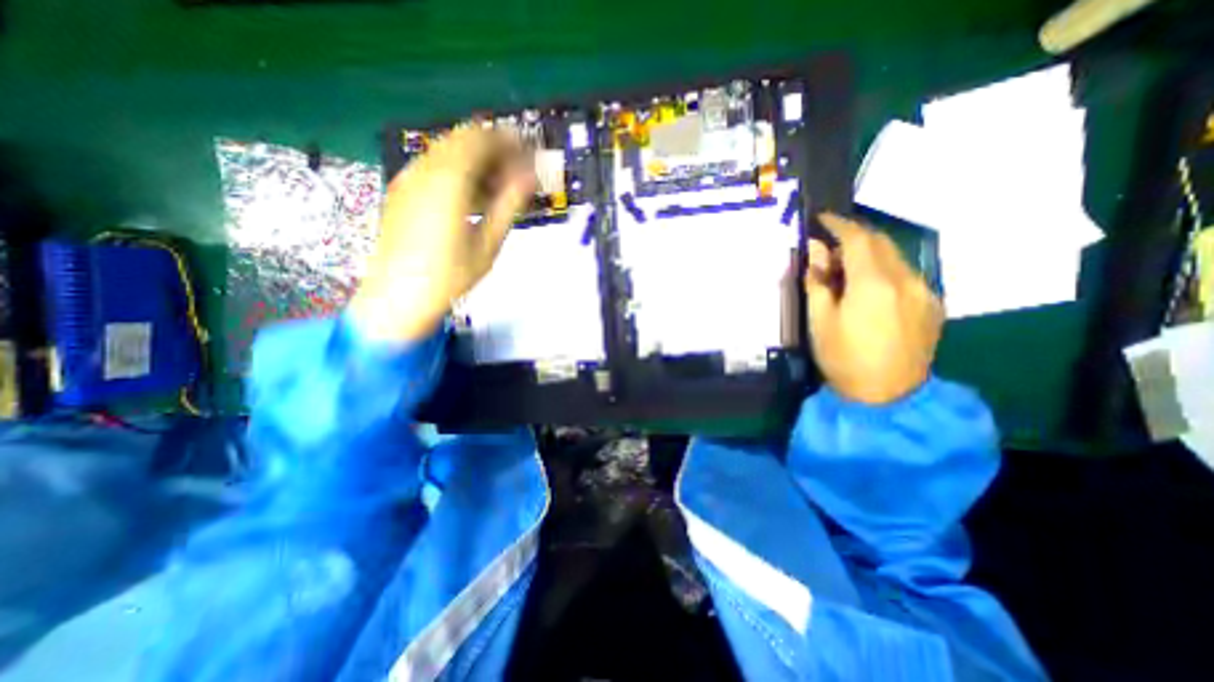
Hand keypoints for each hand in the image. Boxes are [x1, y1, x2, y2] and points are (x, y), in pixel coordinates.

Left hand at [354, 127, 538, 344]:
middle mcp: (425, 169)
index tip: (529, 154)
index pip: (482, 140)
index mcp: (449, 180)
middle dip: (494, 149)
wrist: (397, 296)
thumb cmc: (449, 275)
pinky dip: (458, 170)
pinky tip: (471, 196)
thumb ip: (509, 205)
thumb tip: (529, 177)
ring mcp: (409, 178)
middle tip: (517, 172)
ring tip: (498, 187)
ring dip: (476, 160)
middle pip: (463, 139)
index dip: (509, 142)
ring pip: (448, 151)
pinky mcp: (402, 190)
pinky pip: (434, 166)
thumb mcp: (488, 243)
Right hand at [805, 212, 946, 404]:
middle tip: (829, 246)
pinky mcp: (932, 305)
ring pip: (895, 257)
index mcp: (873, 284)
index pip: (857, 239)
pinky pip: (906, 274)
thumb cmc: (843, 357)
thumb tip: (814, 251)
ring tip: (845, 268)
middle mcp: (905, 280)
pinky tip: (869, 287)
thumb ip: (817, 281)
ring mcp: (924, 291)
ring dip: (869, 253)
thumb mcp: (820, 320)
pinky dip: (884, 269)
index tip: (822, 218)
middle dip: (854, 236)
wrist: (886, 396)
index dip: (839, 224)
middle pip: (880, 242)